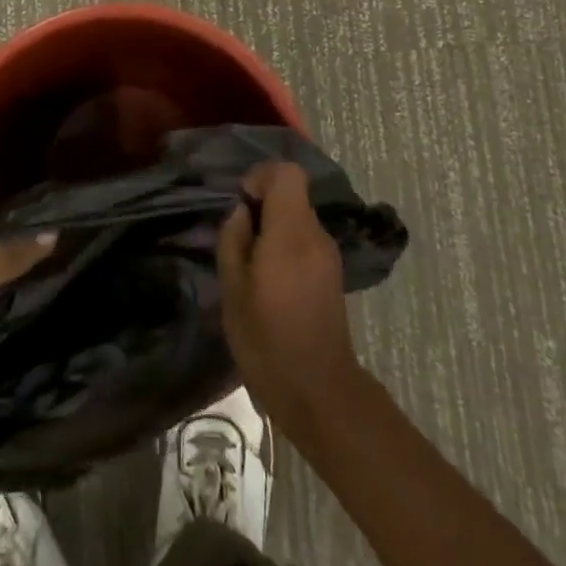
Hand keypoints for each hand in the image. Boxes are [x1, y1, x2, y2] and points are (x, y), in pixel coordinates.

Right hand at [217, 161, 362, 430]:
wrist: (319, 392)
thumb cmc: (267, 341)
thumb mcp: (233, 291)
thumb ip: (233, 241)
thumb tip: (240, 213)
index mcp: (292, 233)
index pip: (287, 174)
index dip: (261, 176)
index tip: (240, 203)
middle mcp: (316, 235)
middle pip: (293, 194)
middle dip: (263, 204)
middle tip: (238, 237)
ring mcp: (328, 255)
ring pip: (298, 217)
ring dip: (273, 226)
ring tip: (249, 262)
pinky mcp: (332, 274)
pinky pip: (305, 240)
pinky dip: (285, 244)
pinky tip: (269, 279)